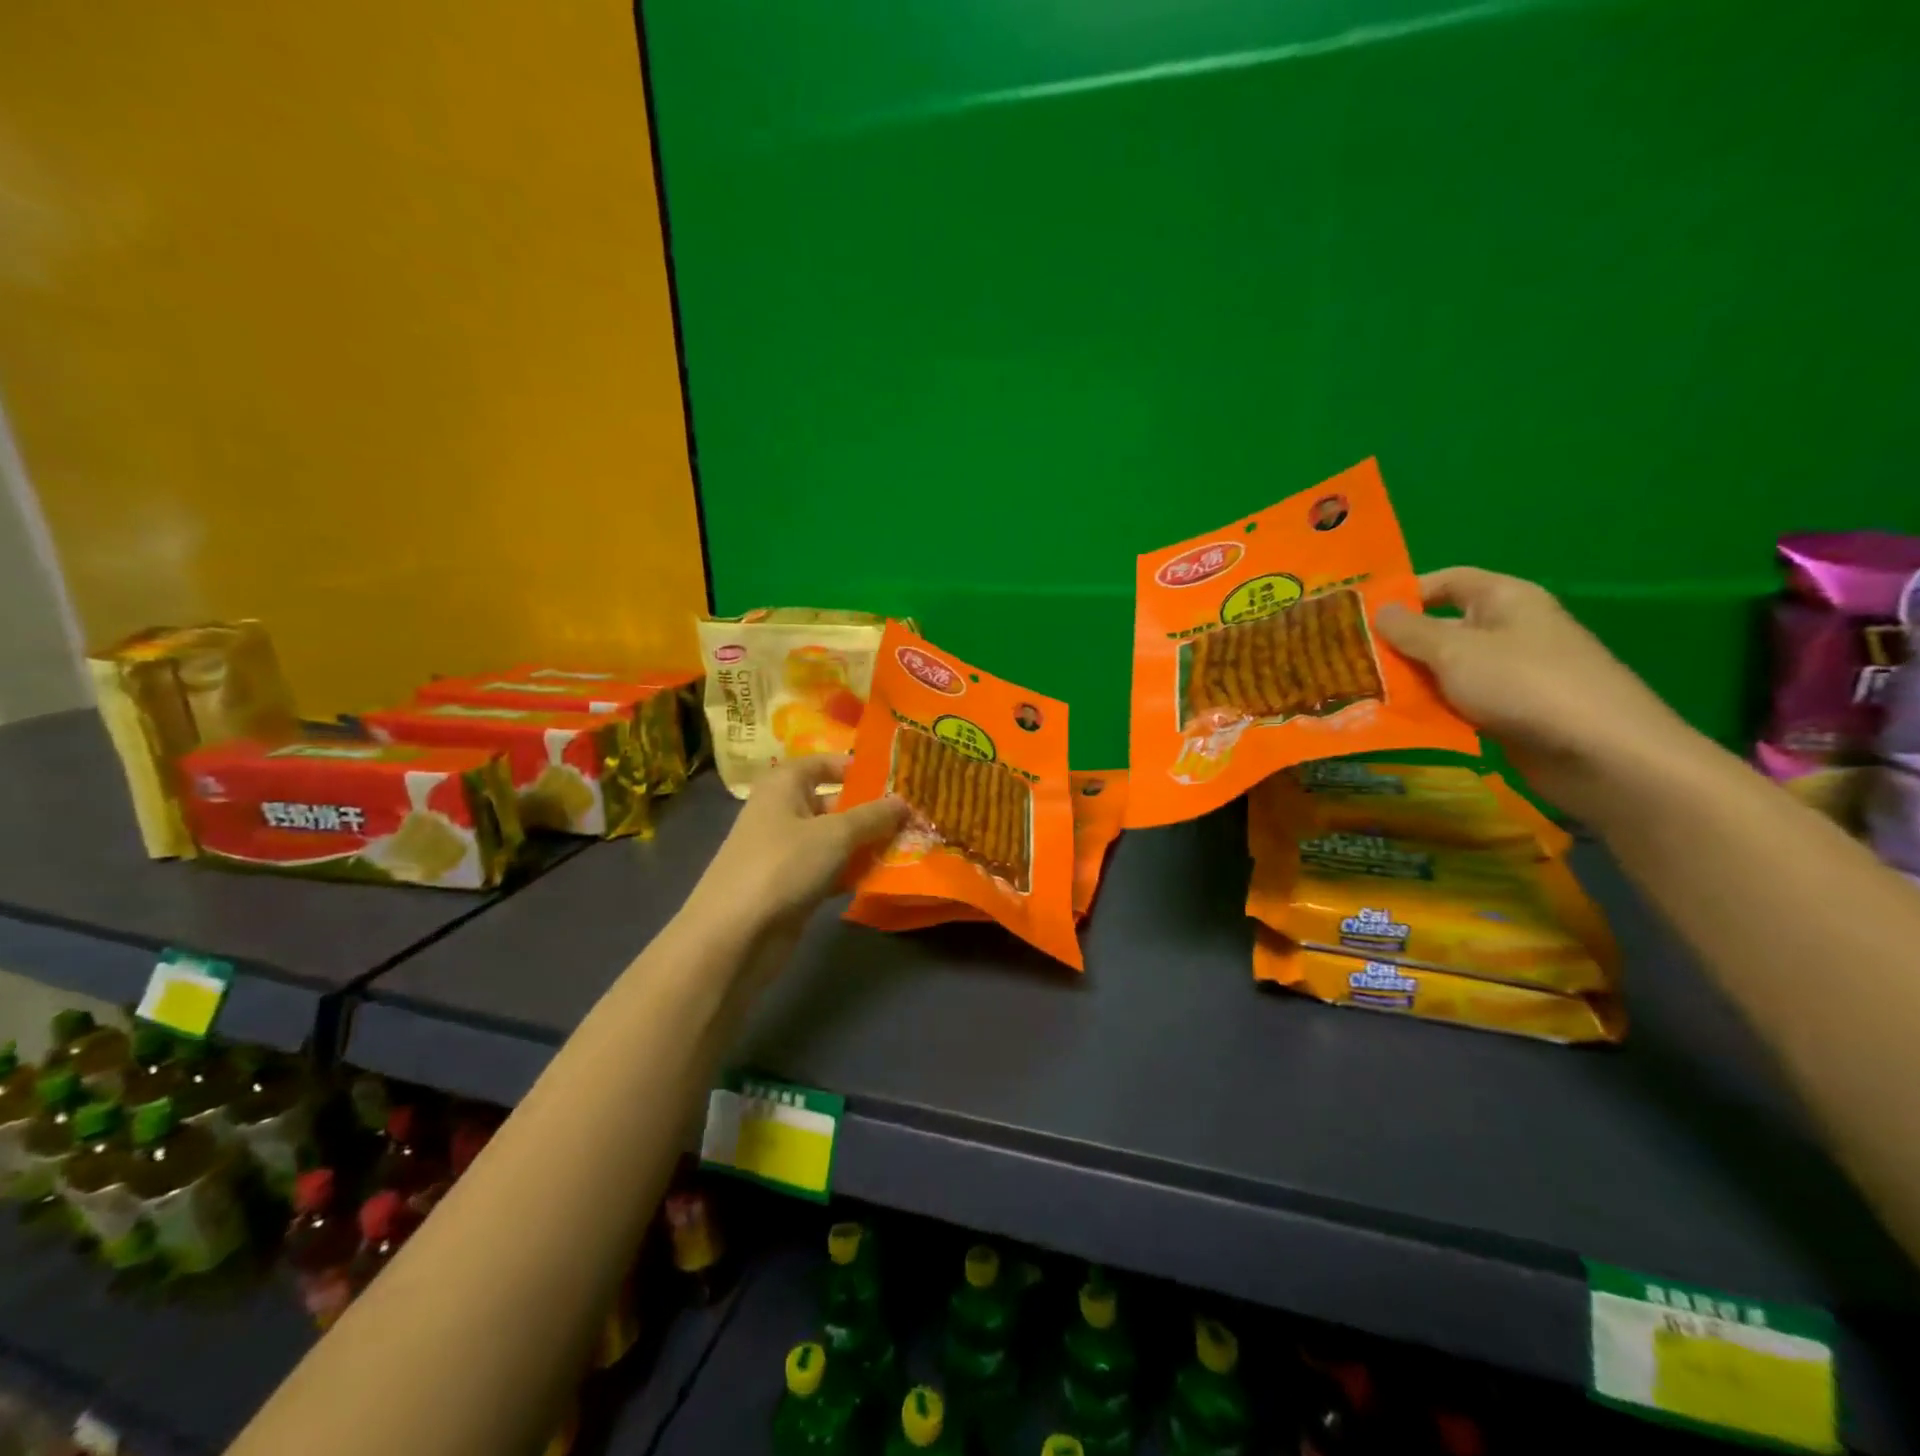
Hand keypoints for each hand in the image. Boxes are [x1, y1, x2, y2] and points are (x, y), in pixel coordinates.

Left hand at [688, 755, 907, 939]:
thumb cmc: (783, 866)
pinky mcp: (792, 885)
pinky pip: (830, 869)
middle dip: (872, 811)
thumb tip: (903, 801)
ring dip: (867, 844)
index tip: (898, 778)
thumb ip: (873, 816)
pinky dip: (852, 872)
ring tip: (911, 846)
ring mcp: (786, 851)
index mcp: (785, 785)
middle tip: (916, 816)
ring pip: (835, 839)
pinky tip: (885, 877)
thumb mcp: (835, 834)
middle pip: (835, 803)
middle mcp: (783, 811)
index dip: (859, 768)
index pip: (825, 763)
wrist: (733, 936)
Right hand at [1375, 567, 1699, 818]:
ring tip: (1362, 694)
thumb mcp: (1455, 651)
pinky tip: (1399, 722)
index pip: (1447, 581)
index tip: (1358, 618)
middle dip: (1398, 645)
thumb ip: (1411, 631)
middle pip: (1443, 627)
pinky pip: (1461, 702)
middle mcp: (1510, 629)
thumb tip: (1378, 611)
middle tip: (1348, 662)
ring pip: (1448, 669)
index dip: (1404, 594)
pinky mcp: (1512, 712)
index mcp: (1505, 599)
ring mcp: (1513, 673)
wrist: (1601, 753)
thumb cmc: (1524, 684)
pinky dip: (1432, 709)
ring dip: (1410, 682)